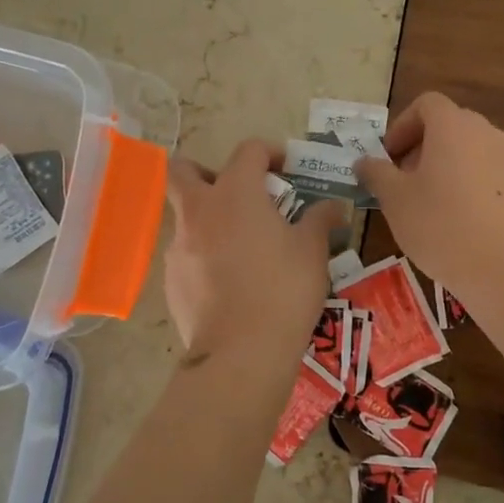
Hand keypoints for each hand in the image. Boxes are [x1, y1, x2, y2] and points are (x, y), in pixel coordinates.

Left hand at [164, 140, 339, 370]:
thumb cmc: (283, 290)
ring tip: (239, 246)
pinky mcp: (171, 279)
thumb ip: (320, 220)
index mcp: (236, 193)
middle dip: (206, 172)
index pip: (248, 150)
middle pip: (184, 170)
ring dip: (207, 218)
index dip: (270, 152)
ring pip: (183, 215)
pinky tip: (228, 282)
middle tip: (235, 193)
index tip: (287, 170)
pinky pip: (186, 253)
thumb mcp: (313, 252)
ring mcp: (179, 245)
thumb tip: (332, 207)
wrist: (240, 352)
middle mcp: (200, 210)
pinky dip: (203, 256)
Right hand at [353, 93, 503, 312]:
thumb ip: (376, 174)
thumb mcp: (395, 200)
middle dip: (421, 146)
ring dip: (446, 165)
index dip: (402, 126)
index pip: (426, 104)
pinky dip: (470, 184)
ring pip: (470, 150)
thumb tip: (363, 162)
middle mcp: (486, 133)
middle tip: (403, 181)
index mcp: (453, 126)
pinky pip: (489, 173)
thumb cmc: (441, 226)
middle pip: (449, 125)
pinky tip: (460, 222)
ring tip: (430, 203)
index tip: (389, 157)